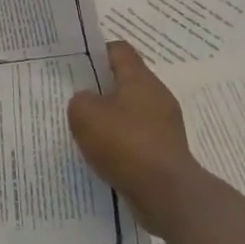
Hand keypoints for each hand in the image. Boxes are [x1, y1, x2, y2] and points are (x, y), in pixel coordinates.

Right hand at [68, 41, 197, 229]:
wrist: (167, 193)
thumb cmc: (125, 143)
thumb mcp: (84, 114)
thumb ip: (80, 100)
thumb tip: (88, 101)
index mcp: (140, 78)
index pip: (119, 50)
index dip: (97, 53)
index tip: (77, 66)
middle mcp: (157, 96)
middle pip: (126, 81)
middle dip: (101, 88)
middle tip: (77, 99)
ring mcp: (165, 125)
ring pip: (131, 111)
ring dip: (111, 118)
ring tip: (87, 131)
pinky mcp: (166, 151)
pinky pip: (138, 137)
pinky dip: (122, 143)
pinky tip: (104, 155)